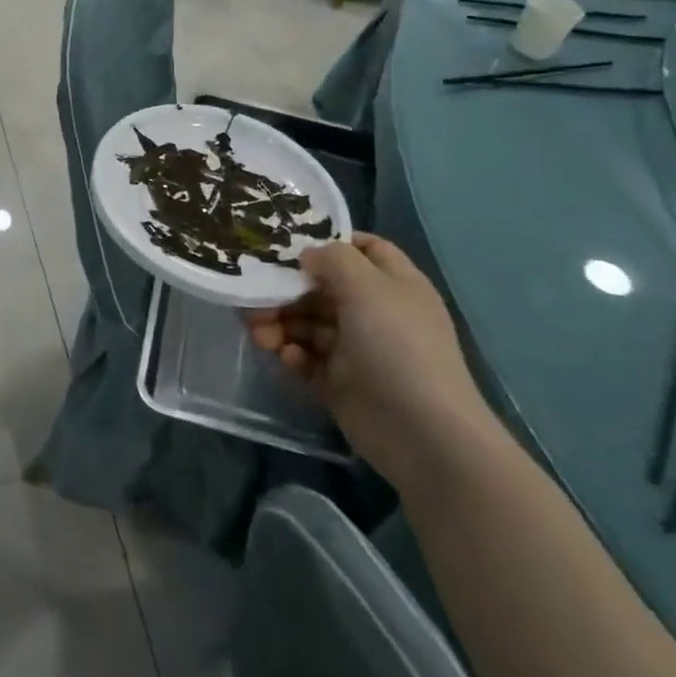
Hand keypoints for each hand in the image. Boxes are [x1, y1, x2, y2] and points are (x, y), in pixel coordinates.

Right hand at [246, 235, 485, 476]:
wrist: (422, 433)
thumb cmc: (397, 346)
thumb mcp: (367, 287)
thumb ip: (334, 260)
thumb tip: (308, 255)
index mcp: (392, 283)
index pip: (363, 249)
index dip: (329, 243)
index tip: (287, 246)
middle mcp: (375, 312)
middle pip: (322, 289)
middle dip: (287, 291)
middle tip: (253, 297)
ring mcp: (357, 350)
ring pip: (309, 325)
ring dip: (281, 324)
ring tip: (259, 335)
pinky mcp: (340, 384)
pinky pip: (308, 361)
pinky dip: (294, 356)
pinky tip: (287, 359)